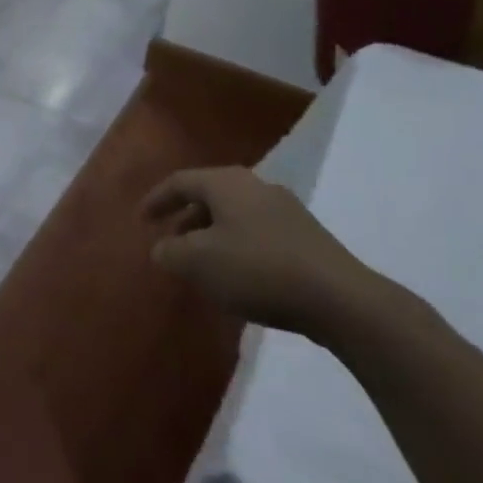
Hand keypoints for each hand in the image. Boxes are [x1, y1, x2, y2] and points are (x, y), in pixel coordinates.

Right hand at [142, 168, 384, 338]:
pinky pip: (257, 233)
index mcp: (226, 183)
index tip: (141, 220)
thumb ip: (169, 252)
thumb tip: (163, 248)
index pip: (179, 182)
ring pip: (235, 215)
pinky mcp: (308, 237)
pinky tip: (237, 275)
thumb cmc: (257, 270)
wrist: (341, 300)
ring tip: (201, 262)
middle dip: (185, 217)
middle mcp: (256, 186)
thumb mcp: (197, 262)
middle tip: (170, 240)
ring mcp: (287, 210)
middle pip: (209, 195)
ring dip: (211, 234)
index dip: (156, 200)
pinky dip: (237, 246)